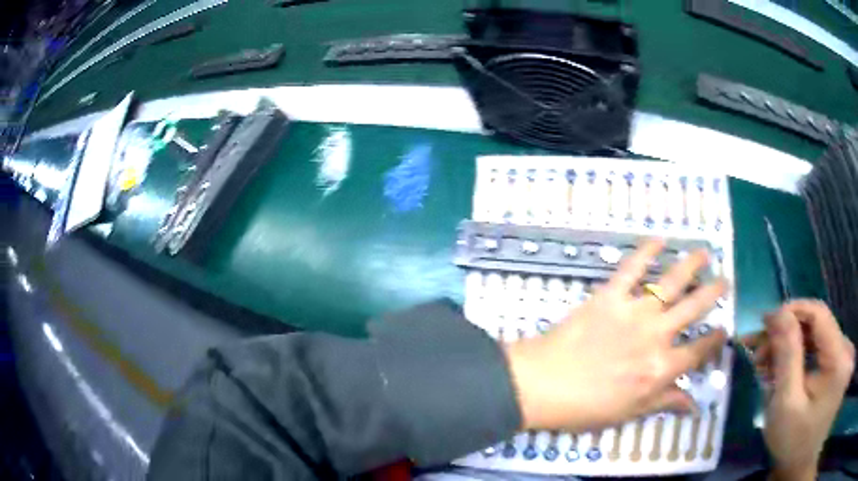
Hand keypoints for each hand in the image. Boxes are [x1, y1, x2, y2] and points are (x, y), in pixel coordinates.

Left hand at [503, 239, 727, 432]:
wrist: (541, 385)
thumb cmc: (584, 407)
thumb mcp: (628, 413)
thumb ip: (664, 402)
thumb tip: (694, 404)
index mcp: (661, 368)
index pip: (698, 351)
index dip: (714, 341)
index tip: (723, 330)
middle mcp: (656, 336)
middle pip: (694, 309)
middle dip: (713, 292)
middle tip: (724, 280)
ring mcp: (634, 312)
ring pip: (671, 282)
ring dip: (691, 265)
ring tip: (704, 253)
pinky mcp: (610, 296)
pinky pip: (632, 268)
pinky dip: (646, 250)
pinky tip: (659, 238)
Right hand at [744, 301, 854, 480]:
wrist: (800, 467)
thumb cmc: (794, 445)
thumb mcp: (787, 406)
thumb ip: (787, 356)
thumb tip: (778, 314)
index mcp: (838, 356)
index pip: (819, 313)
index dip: (793, 311)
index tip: (765, 322)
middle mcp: (844, 349)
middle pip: (817, 326)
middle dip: (786, 334)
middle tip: (757, 349)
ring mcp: (841, 358)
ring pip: (817, 339)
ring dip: (791, 347)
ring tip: (764, 362)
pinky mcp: (837, 368)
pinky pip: (819, 352)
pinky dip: (800, 358)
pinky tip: (781, 370)